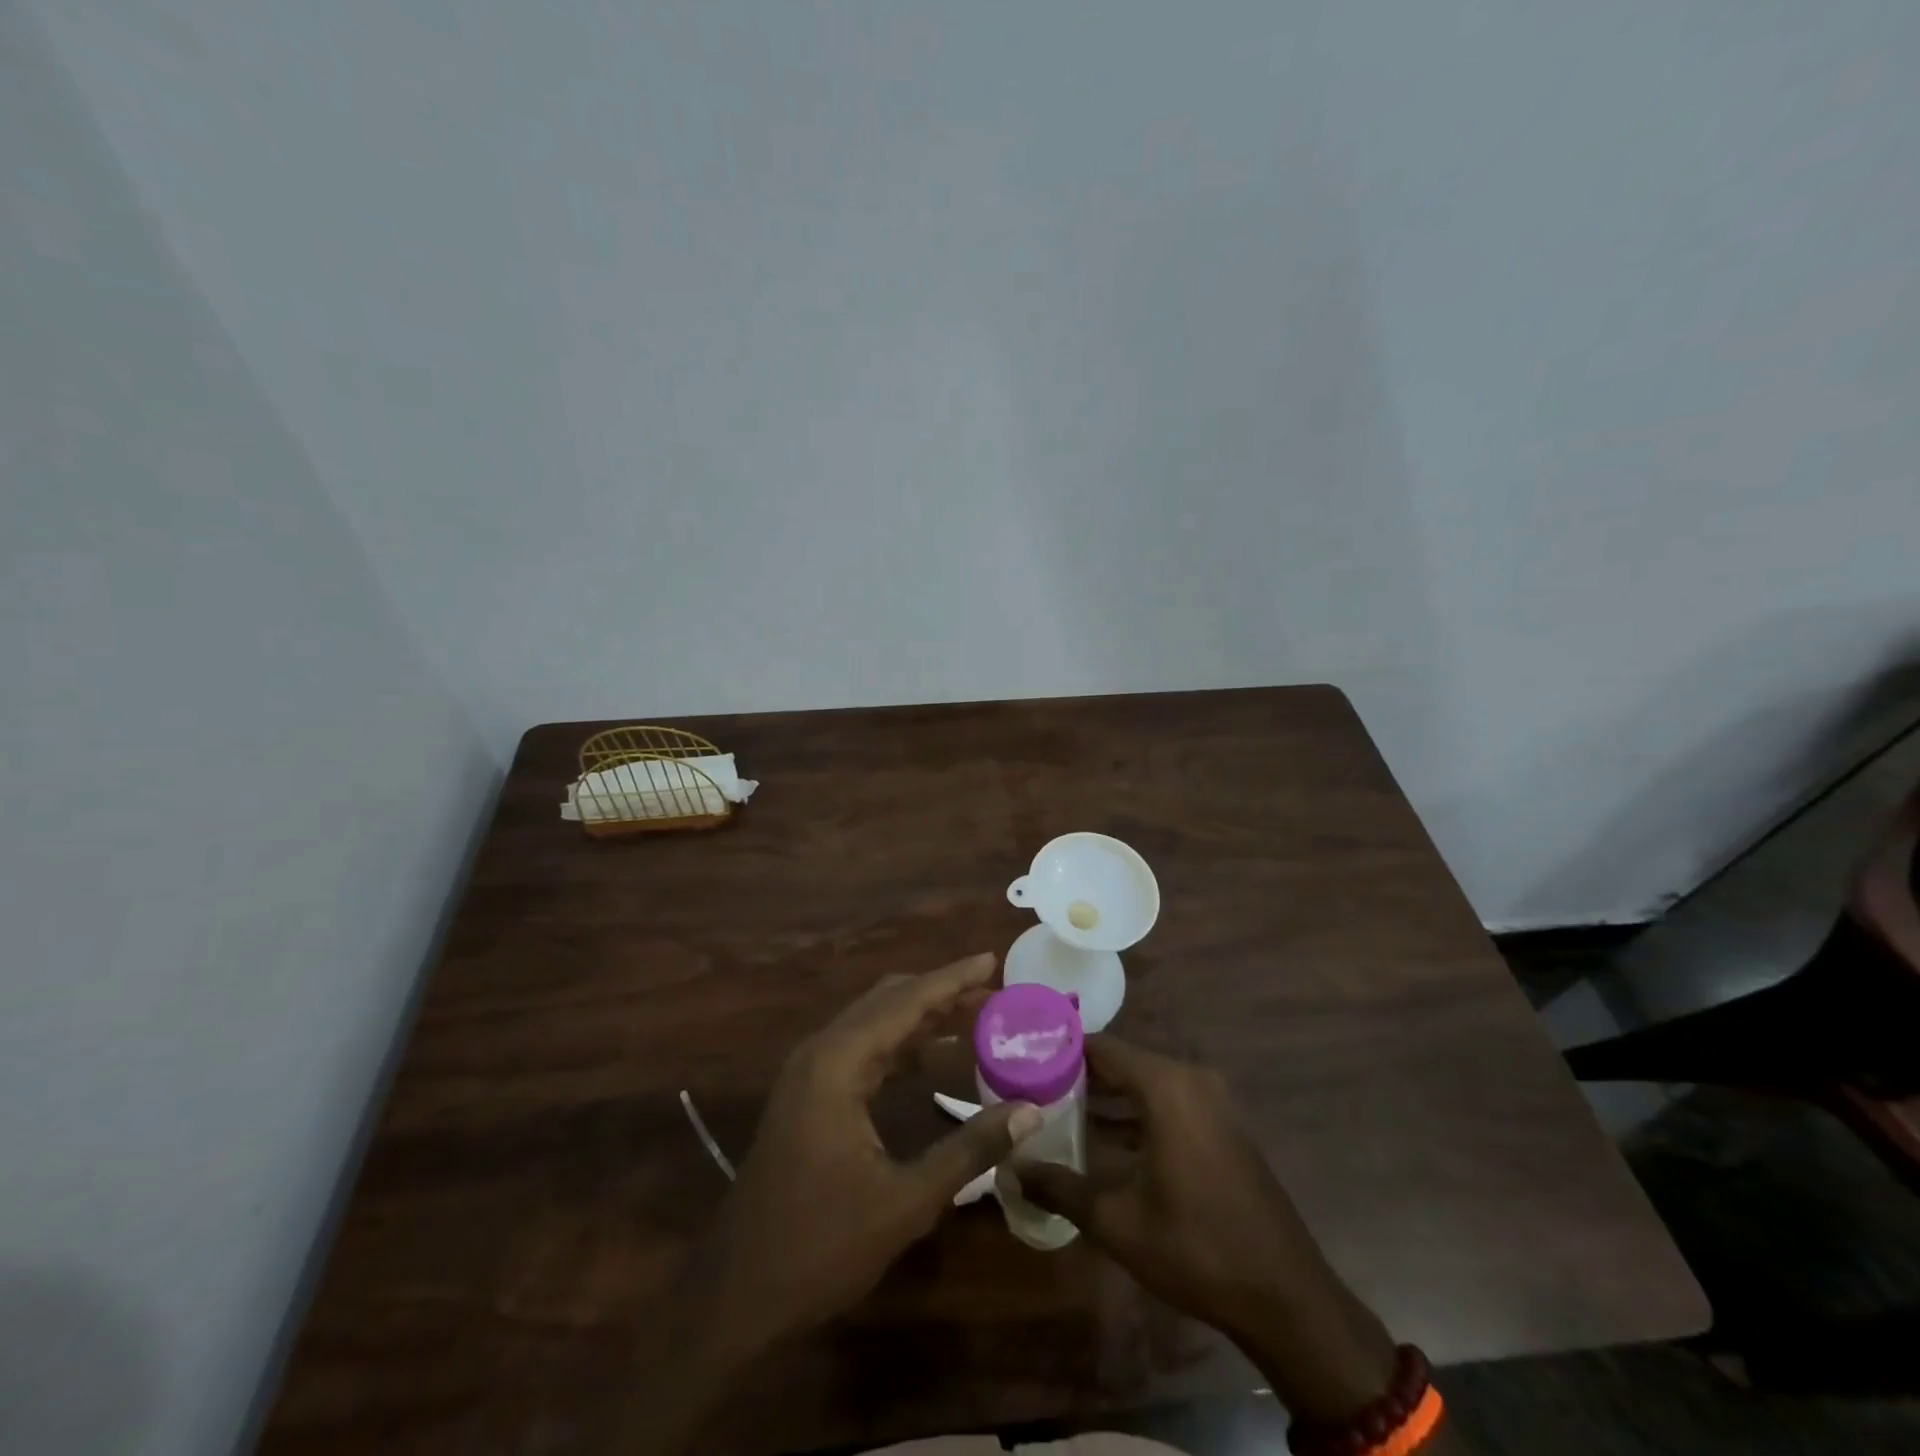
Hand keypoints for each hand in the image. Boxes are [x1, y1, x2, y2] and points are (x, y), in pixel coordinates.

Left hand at [686, 952, 1041, 1357]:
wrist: (737, 1295)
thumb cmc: (820, 1246)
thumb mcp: (905, 1201)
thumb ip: (970, 1149)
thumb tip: (1031, 1110)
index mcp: (837, 1063)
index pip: (904, 1002)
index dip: (951, 980)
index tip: (990, 959)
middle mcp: (820, 1053)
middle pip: (887, 1002)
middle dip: (939, 993)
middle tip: (990, 990)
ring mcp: (809, 1074)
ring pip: (873, 1024)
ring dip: (921, 1016)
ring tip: (973, 1014)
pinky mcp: (808, 1096)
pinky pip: (861, 1051)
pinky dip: (900, 1045)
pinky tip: (932, 1055)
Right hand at [1019, 1037, 1397, 1423]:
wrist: (1285, 1297)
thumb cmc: (1196, 1248)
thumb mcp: (1117, 1221)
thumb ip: (1060, 1187)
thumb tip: (1012, 1170)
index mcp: (1167, 1086)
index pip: (1102, 1047)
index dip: (1061, 1050)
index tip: (1023, 1058)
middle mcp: (1191, 1080)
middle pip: (1123, 1062)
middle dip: (1079, 1074)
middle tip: (1031, 1086)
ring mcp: (1213, 1102)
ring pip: (1145, 1084)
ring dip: (1107, 1096)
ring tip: (1056, 1109)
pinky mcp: (1222, 1126)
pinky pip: (1168, 1102)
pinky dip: (1135, 1113)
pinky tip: (1102, 1138)